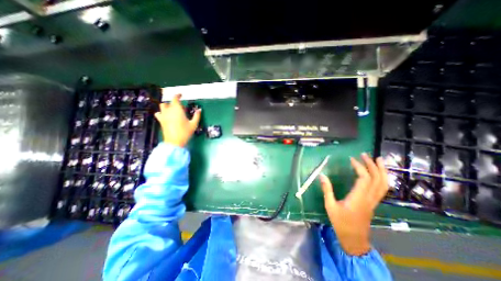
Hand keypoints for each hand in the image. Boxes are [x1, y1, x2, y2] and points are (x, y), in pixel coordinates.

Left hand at [154, 93, 200, 146]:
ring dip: (167, 106)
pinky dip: (161, 112)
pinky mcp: (161, 121)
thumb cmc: (185, 132)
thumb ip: (197, 116)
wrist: (174, 142)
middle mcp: (169, 111)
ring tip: (173, 111)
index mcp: (177, 110)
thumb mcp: (194, 124)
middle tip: (181, 108)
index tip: (181, 95)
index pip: (175, 98)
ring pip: (162, 106)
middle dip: (175, 103)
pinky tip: (166, 116)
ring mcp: (163, 116)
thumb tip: (199, 110)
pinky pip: (158, 113)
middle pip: (169, 103)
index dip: (178, 95)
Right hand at [321, 152, 385, 255]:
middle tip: (365, 155)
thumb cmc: (341, 222)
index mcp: (358, 198)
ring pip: (383, 184)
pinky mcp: (373, 203)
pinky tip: (378, 174)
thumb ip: (327, 190)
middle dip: (372, 165)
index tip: (351, 159)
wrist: (354, 239)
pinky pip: (382, 189)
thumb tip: (322, 175)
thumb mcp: (330, 206)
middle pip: (377, 179)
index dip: (359, 167)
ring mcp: (373, 201)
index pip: (364, 178)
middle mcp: (369, 198)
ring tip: (378, 160)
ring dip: (382, 171)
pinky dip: (382, 178)